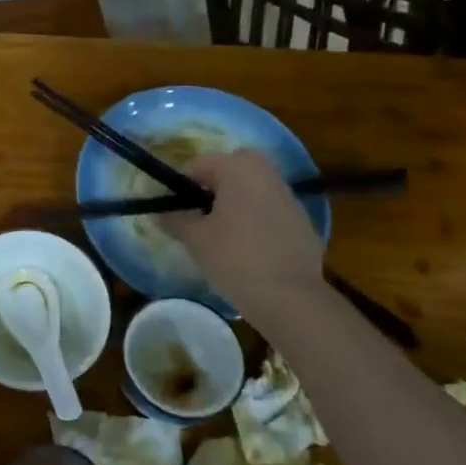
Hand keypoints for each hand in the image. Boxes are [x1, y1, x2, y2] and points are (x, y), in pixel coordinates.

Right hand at [163, 150, 325, 314]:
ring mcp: (289, 195)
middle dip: (208, 192)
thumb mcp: (194, 238)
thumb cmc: (235, 258)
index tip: (172, 212)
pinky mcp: (303, 220)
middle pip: (226, 173)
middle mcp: (266, 172)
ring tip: (220, 236)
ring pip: (249, 191)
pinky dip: (254, 221)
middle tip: (196, 220)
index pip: (196, 166)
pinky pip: (268, 211)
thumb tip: (162, 211)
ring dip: (232, 205)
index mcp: (238, 167)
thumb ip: (174, 218)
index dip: (179, 188)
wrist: (291, 298)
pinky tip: (248, 249)